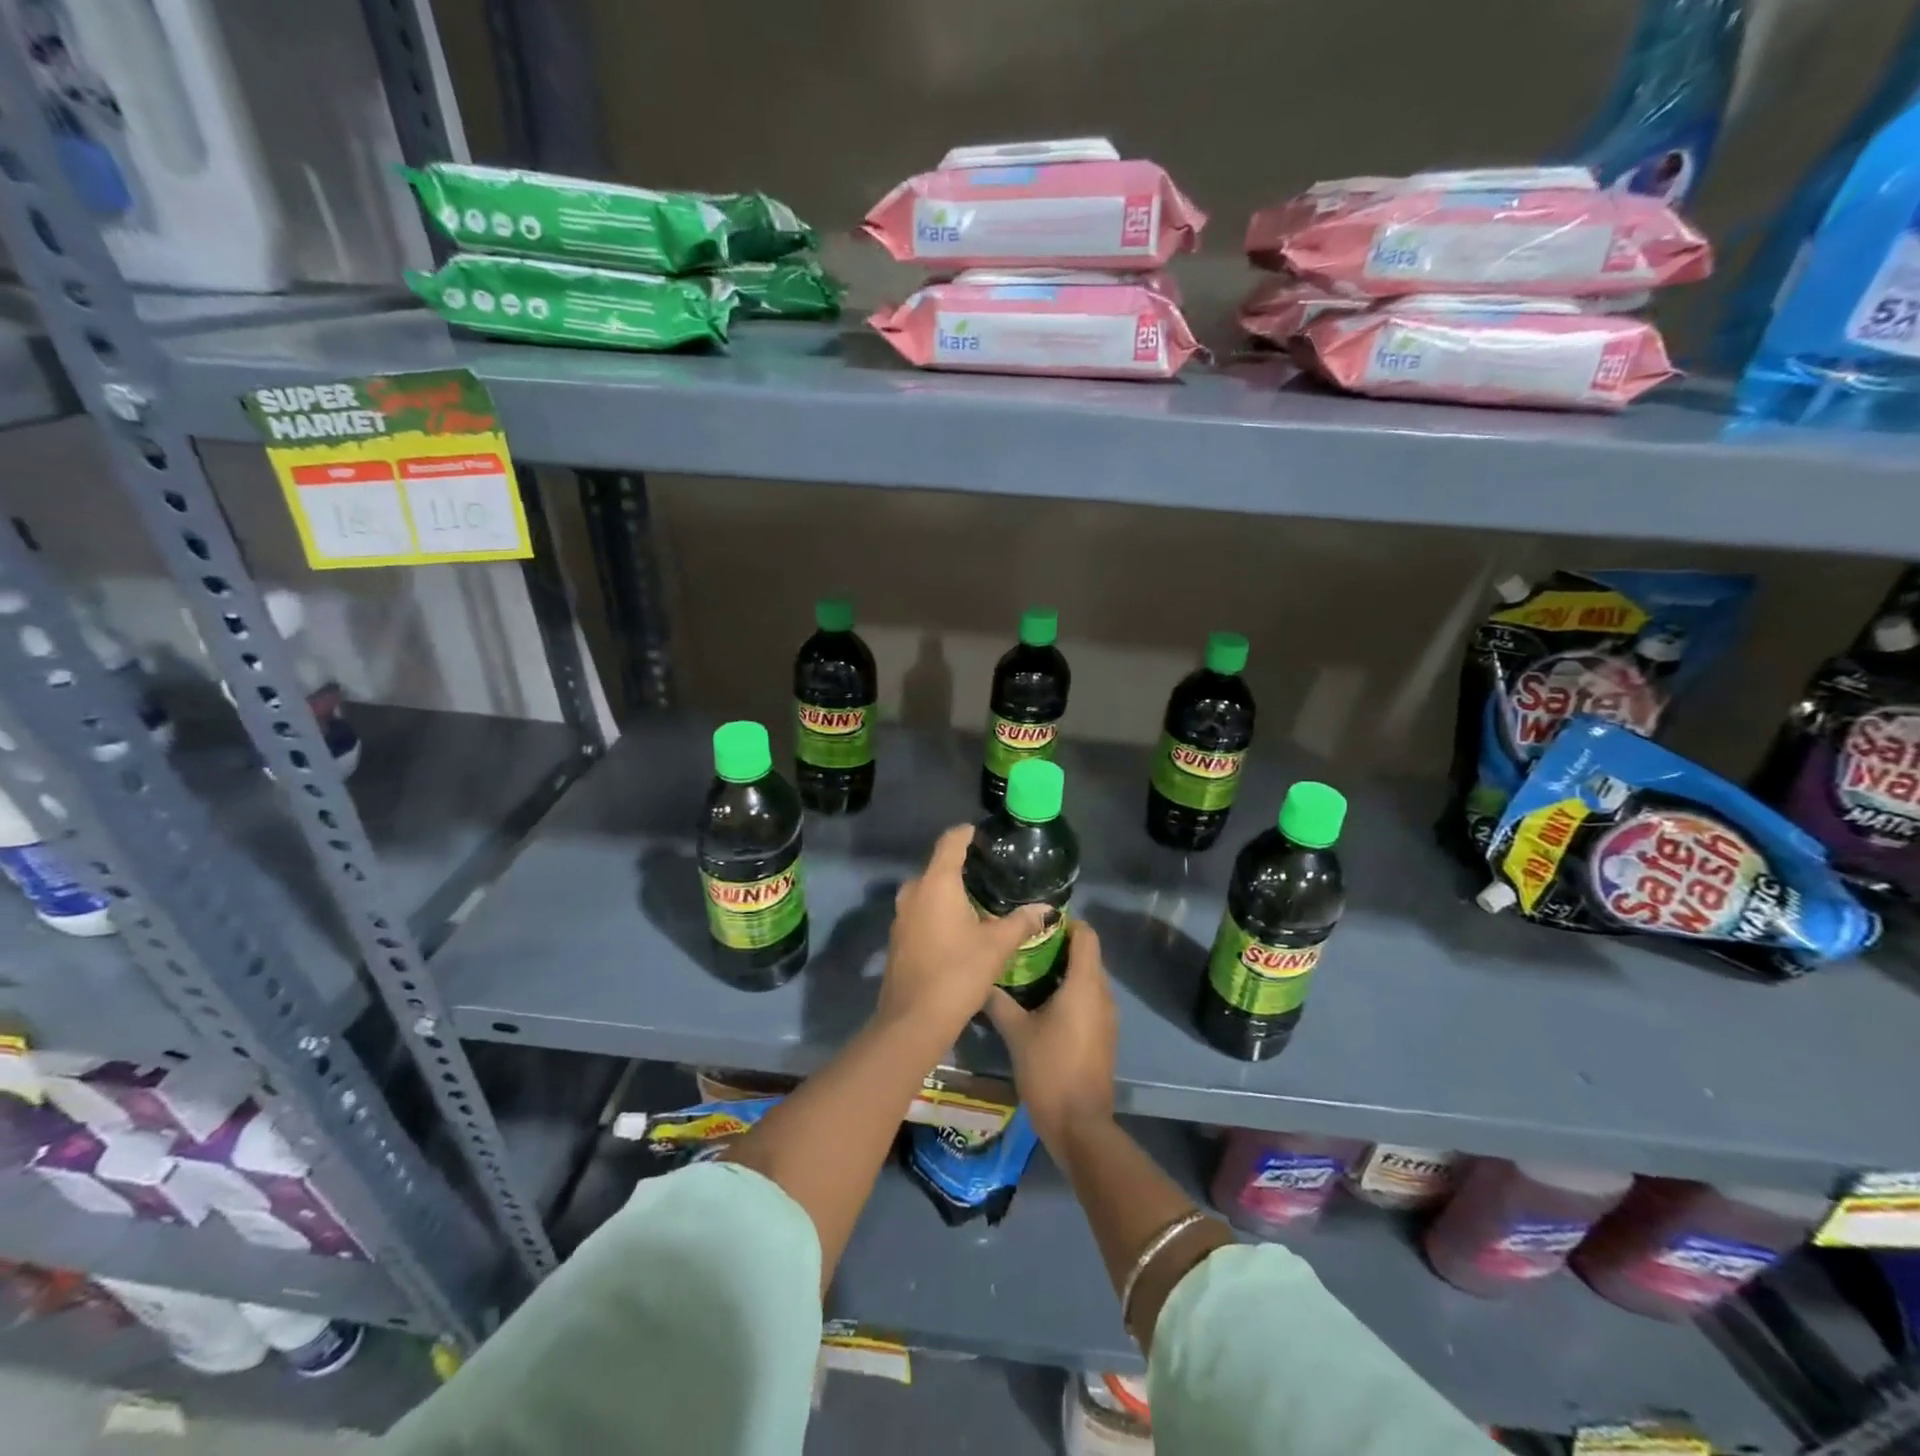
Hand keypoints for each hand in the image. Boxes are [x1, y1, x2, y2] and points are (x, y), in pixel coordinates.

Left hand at [878, 825, 1049, 1044]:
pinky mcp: (898, 937)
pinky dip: (939, 911)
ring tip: (981, 899)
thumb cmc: (958, 972)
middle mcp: (913, 891)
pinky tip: (961, 926)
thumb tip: (1046, 908)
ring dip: (951, 891)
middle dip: (963, 866)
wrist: (913, 1020)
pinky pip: (921, 911)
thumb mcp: (997, 946)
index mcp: (936, 882)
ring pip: (928, 890)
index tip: (988, 837)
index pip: (951, 841)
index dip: (969, 833)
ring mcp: (901, 915)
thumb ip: (1021, 922)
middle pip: (939, 865)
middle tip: (994, 873)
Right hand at [986, 923, 1117, 1147]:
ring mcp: (1107, 1017)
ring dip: (1063, 971)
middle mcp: (1102, 994)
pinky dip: (1070, 993)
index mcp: (1085, 985)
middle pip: (1087, 955)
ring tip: (1027, 972)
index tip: (1036, 923)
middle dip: (1058, 946)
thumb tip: (978, 980)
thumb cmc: (1049, 1070)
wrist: (1079, 1126)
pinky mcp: (1104, 1036)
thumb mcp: (1016, 1033)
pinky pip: (1089, 1000)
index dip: (1065, 923)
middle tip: (1023, 946)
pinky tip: (1042, 1004)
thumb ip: (998, 1001)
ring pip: (1088, 979)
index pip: (1086, 935)